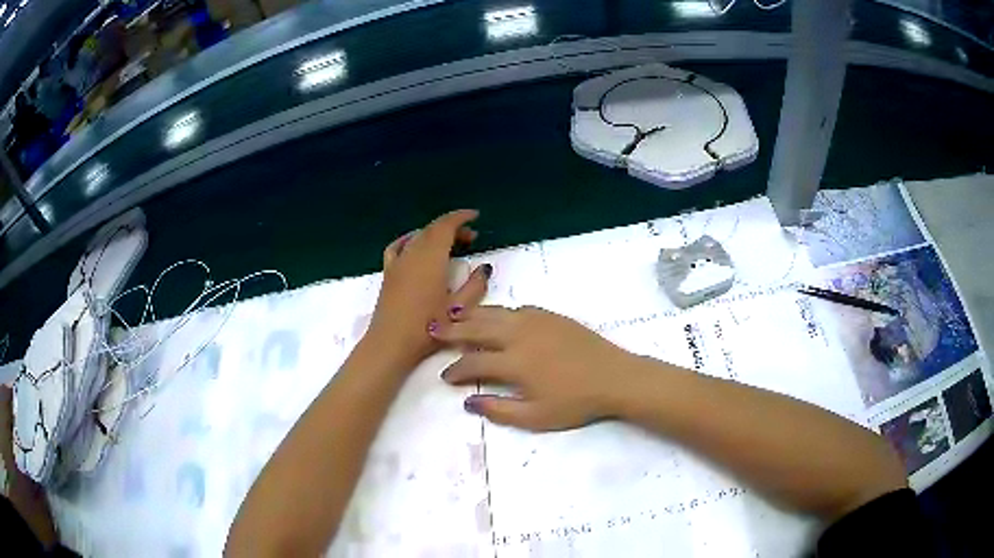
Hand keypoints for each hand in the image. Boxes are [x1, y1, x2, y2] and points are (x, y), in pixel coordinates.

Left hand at [367, 209, 491, 367]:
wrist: (391, 343)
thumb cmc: (427, 328)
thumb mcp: (459, 310)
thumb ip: (475, 285)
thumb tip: (484, 267)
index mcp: (431, 259)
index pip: (445, 226)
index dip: (461, 218)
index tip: (475, 217)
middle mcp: (413, 254)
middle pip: (433, 229)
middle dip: (452, 227)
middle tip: (471, 237)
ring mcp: (398, 262)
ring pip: (418, 236)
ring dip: (435, 234)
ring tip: (450, 244)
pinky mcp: (388, 272)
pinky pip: (399, 246)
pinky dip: (410, 239)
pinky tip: (415, 245)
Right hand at [432, 306, 634, 430]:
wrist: (615, 377)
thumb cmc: (575, 402)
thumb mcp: (536, 417)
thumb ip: (499, 410)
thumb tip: (468, 402)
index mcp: (513, 362)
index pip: (473, 363)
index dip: (456, 370)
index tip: (445, 376)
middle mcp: (519, 334)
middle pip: (477, 328)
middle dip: (452, 330)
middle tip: (433, 330)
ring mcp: (536, 320)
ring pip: (495, 312)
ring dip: (472, 314)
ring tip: (454, 315)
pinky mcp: (551, 315)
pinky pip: (517, 308)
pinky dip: (500, 311)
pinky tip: (497, 316)